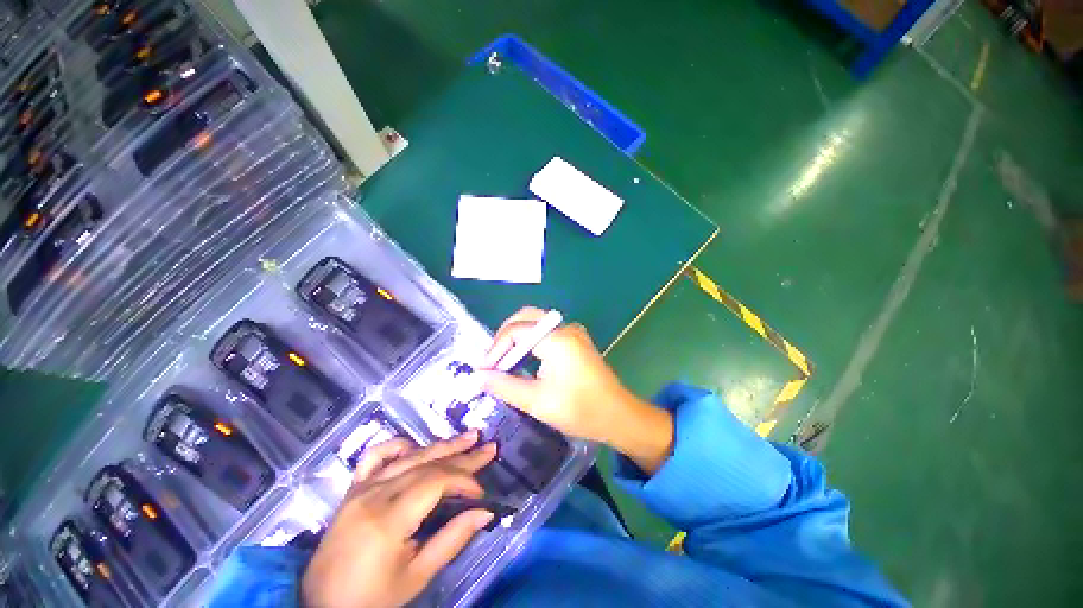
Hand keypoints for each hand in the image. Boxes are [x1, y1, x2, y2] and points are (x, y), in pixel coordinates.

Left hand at [301, 432, 497, 607]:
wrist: (320, 607)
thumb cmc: (371, 599)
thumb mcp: (416, 578)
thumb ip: (452, 540)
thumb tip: (486, 513)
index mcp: (388, 519)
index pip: (435, 482)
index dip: (464, 481)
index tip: (481, 494)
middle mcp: (374, 495)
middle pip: (427, 464)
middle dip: (462, 455)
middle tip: (489, 447)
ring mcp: (360, 489)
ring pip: (408, 456)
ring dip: (441, 446)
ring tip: (468, 437)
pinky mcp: (352, 490)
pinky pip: (375, 457)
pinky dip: (397, 446)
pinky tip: (415, 446)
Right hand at [481, 307, 674, 473]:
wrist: (618, 416)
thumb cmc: (579, 410)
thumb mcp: (537, 401)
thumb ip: (504, 386)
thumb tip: (478, 377)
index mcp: (557, 339)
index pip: (516, 331)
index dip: (495, 349)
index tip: (483, 370)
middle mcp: (565, 327)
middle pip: (526, 317)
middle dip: (504, 336)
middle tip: (491, 360)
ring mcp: (573, 332)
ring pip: (536, 322)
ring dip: (517, 337)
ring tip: (502, 360)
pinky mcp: (576, 340)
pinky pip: (546, 331)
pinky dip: (530, 340)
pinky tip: (522, 358)